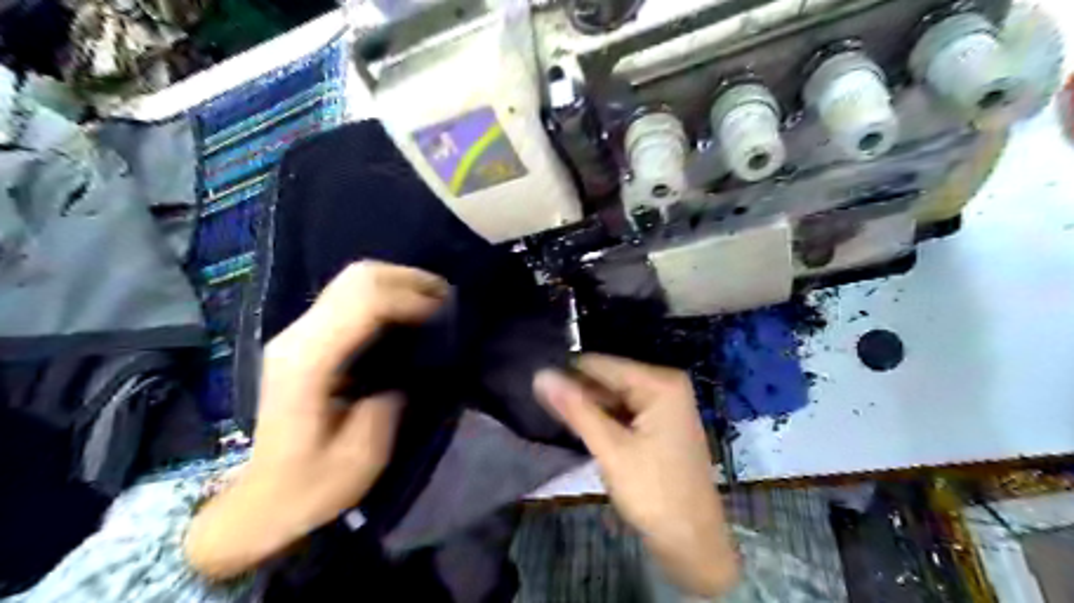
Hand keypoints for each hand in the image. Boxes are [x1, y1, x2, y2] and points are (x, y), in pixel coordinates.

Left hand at [187, 261, 447, 580]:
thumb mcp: (359, 460)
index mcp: (309, 363)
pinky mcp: (304, 337)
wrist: (257, 500)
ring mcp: (297, 332)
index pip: (364, 304)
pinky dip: (384, 294)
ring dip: (397, 283)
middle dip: (409, 280)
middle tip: (447, 300)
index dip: (411, 300)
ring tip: (433, 302)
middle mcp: (298, 336)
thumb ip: (387, 406)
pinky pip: (349, 295)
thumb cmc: (308, 487)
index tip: (446, 314)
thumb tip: (410, 369)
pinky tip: (406, 312)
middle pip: (358, 279)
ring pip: (352, 280)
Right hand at [535, 356, 739, 596]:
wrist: (693, 543)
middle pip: (608, 379)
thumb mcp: (610, 449)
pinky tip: (582, 429)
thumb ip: (575, 409)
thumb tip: (540, 375)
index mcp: (660, 382)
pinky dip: (604, 419)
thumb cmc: (653, 493)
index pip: (600, 365)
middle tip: (542, 407)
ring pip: (613, 396)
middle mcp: (665, 384)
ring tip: (555, 418)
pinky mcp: (660, 423)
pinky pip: (624, 411)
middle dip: (579, 393)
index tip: (536, 387)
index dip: (567, 374)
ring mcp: (665, 404)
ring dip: (589, 408)